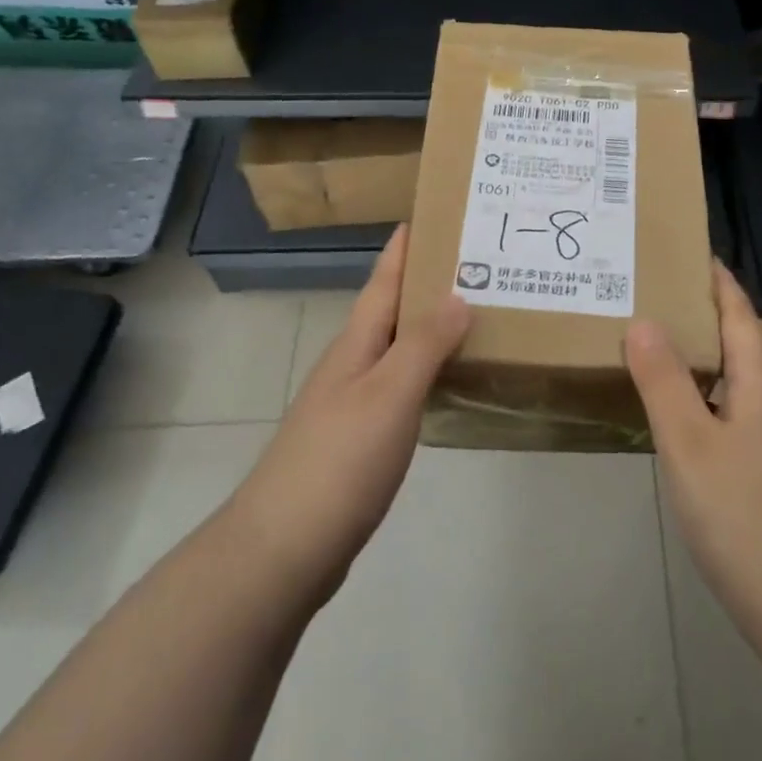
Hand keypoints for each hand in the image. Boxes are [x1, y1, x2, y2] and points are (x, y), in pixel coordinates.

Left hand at [232, 225, 471, 606]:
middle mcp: (352, 365)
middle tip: (478, 263)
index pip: (383, 281)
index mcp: (356, 345)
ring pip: (397, 349)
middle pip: (391, 311)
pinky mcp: (360, 439)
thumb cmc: (339, 461)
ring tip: (475, 313)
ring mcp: (352, 403)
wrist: (284, 548)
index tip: (432, 213)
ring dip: (430, 327)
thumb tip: (457, 295)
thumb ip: (423, 345)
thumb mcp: (389, 395)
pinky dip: (427, 371)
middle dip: (427, 282)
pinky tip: (448, 380)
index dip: (405, 248)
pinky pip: (401, 386)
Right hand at [626, 261, 761, 625]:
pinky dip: (737, 389)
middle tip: (693, 318)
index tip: (698, 257)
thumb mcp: (686, 439)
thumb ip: (663, 378)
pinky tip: (704, 416)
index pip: (742, 314)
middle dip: (740, 317)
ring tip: (690, 361)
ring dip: (739, 353)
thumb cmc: (736, 507)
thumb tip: (643, 321)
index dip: (721, 284)